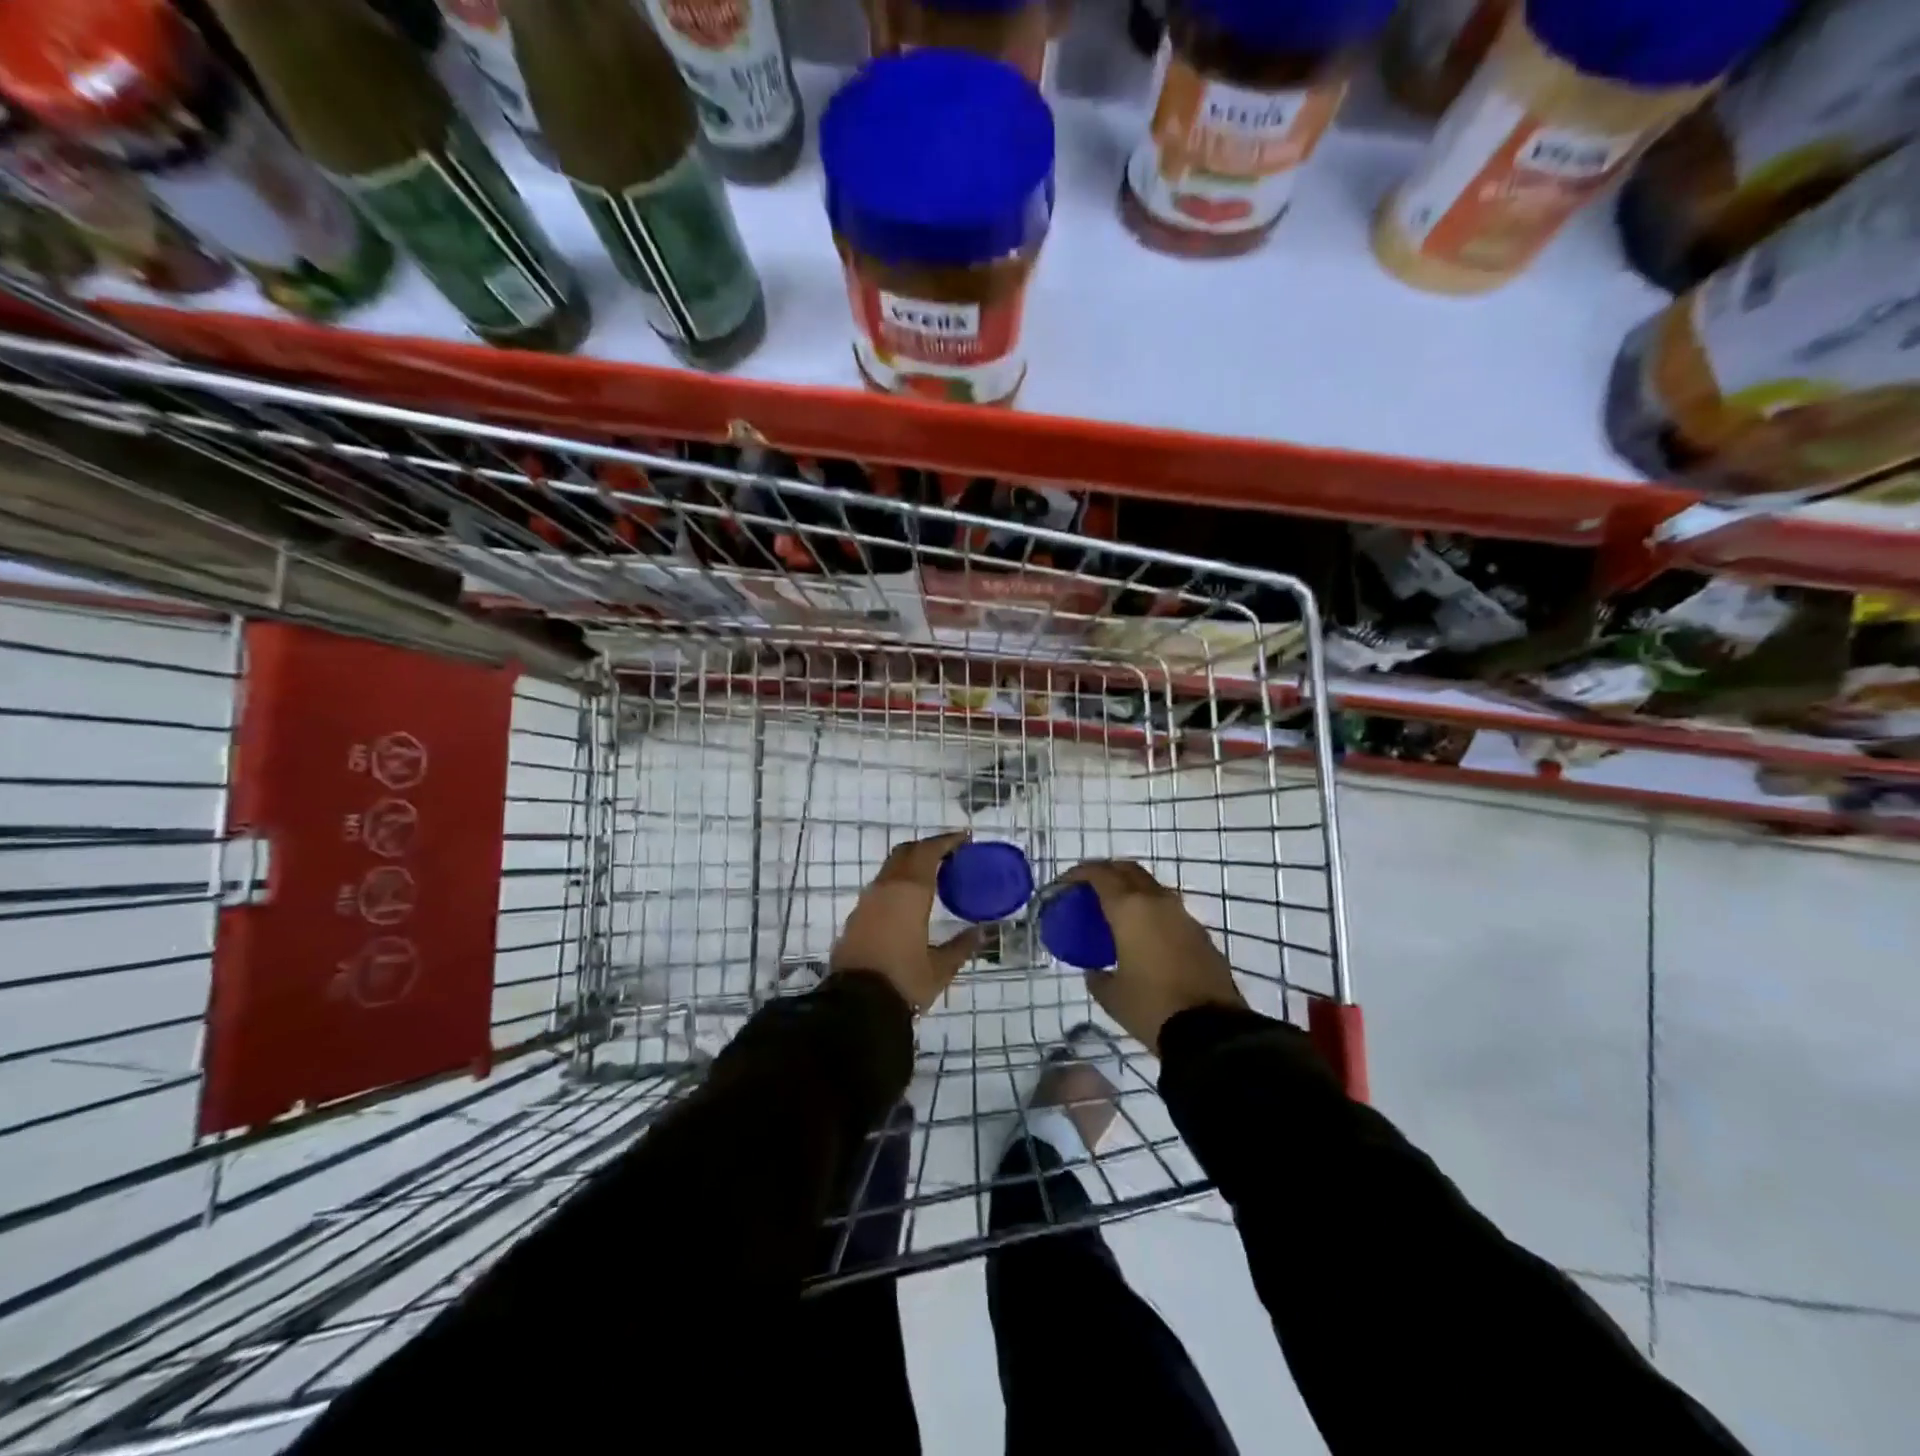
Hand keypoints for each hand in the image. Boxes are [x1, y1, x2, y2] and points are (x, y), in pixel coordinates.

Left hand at [831, 831, 982, 1012]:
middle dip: (928, 848)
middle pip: (906, 852)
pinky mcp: (855, 918)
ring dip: (911, 865)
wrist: (854, 1006)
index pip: (929, 851)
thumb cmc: (903, 981)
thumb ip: (962, 946)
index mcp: (909, 891)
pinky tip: (909, 902)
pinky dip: (898, 883)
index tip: (965, 839)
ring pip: (890, 869)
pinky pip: (880, 887)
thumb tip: (982, 932)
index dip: (947, 841)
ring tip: (933, 877)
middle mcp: (885, 888)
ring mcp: (866, 901)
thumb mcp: (940, 968)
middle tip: (950, 855)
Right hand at [1057, 860, 1246, 1053]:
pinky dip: (1151, 912)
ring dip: (1132, 890)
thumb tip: (1094, 971)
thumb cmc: (1151, 1007)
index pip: (1100, 875)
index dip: (1079, 873)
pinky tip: (1144, 936)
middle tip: (1089, 888)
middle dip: (1107, 872)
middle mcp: (1158, 902)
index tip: (1065, 883)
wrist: (1212, 1031)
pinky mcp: (1201, 934)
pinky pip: (1169, 911)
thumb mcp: (1112, 996)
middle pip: (1129, 870)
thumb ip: (1097, 977)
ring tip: (1116, 912)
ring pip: (1152, 888)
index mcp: (1130, 909)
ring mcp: (1184, 916)